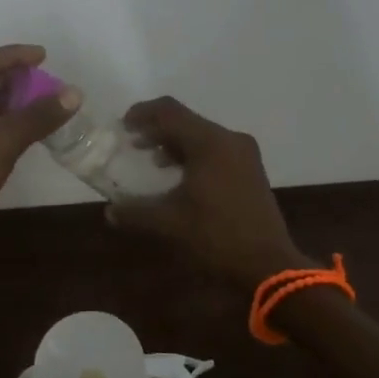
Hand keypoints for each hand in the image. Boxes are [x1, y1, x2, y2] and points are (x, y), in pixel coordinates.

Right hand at [107, 97, 311, 289]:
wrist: (269, 266)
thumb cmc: (216, 237)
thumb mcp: (169, 224)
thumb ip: (136, 212)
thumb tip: (110, 211)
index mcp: (210, 143)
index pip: (169, 111)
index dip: (142, 113)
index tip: (123, 126)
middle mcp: (229, 139)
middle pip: (186, 121)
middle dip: (157, 130)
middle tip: (133, 144)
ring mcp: (244, 154)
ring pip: (202, 135)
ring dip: (175, 143)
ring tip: (153, 160)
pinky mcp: (251, 170)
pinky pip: (216, 149)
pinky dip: (194, 155)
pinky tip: (180, 177)